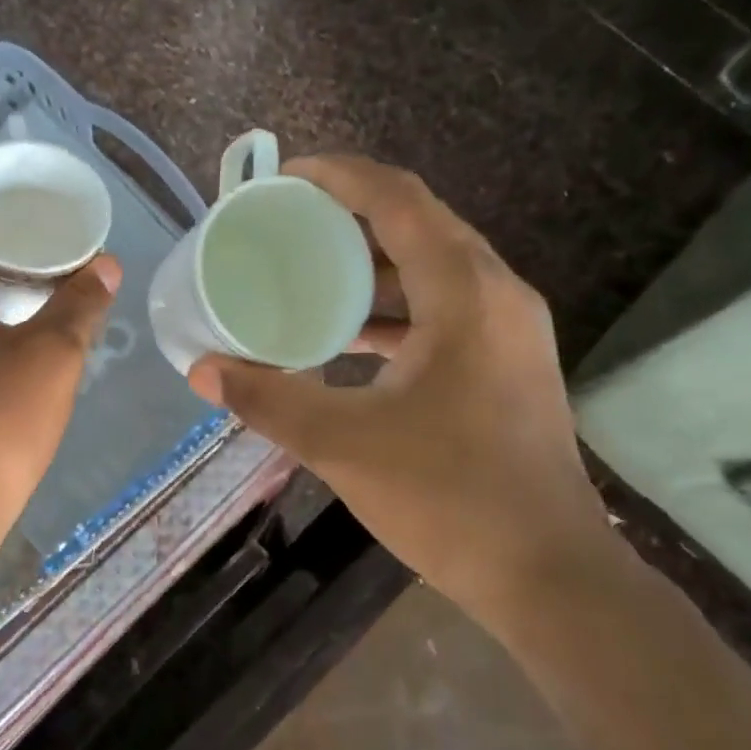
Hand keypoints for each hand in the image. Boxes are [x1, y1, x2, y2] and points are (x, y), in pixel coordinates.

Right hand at [187, 156, 606, 613]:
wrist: (547, 573)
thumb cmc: (449, 499)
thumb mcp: (343, 444)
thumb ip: (268, 399)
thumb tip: (203, 370)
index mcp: (465, 294)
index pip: (398, 200)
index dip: (338, 176)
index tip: (283, 178)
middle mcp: (498, 295)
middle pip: (419, 226)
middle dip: (349, 218)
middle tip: (287, 226)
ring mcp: (510, 332)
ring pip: (433, 271)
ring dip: (373, 267)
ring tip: (308, 276)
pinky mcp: (508, 366)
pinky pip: (445, 311)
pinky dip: (395, 311)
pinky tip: (349, 338)